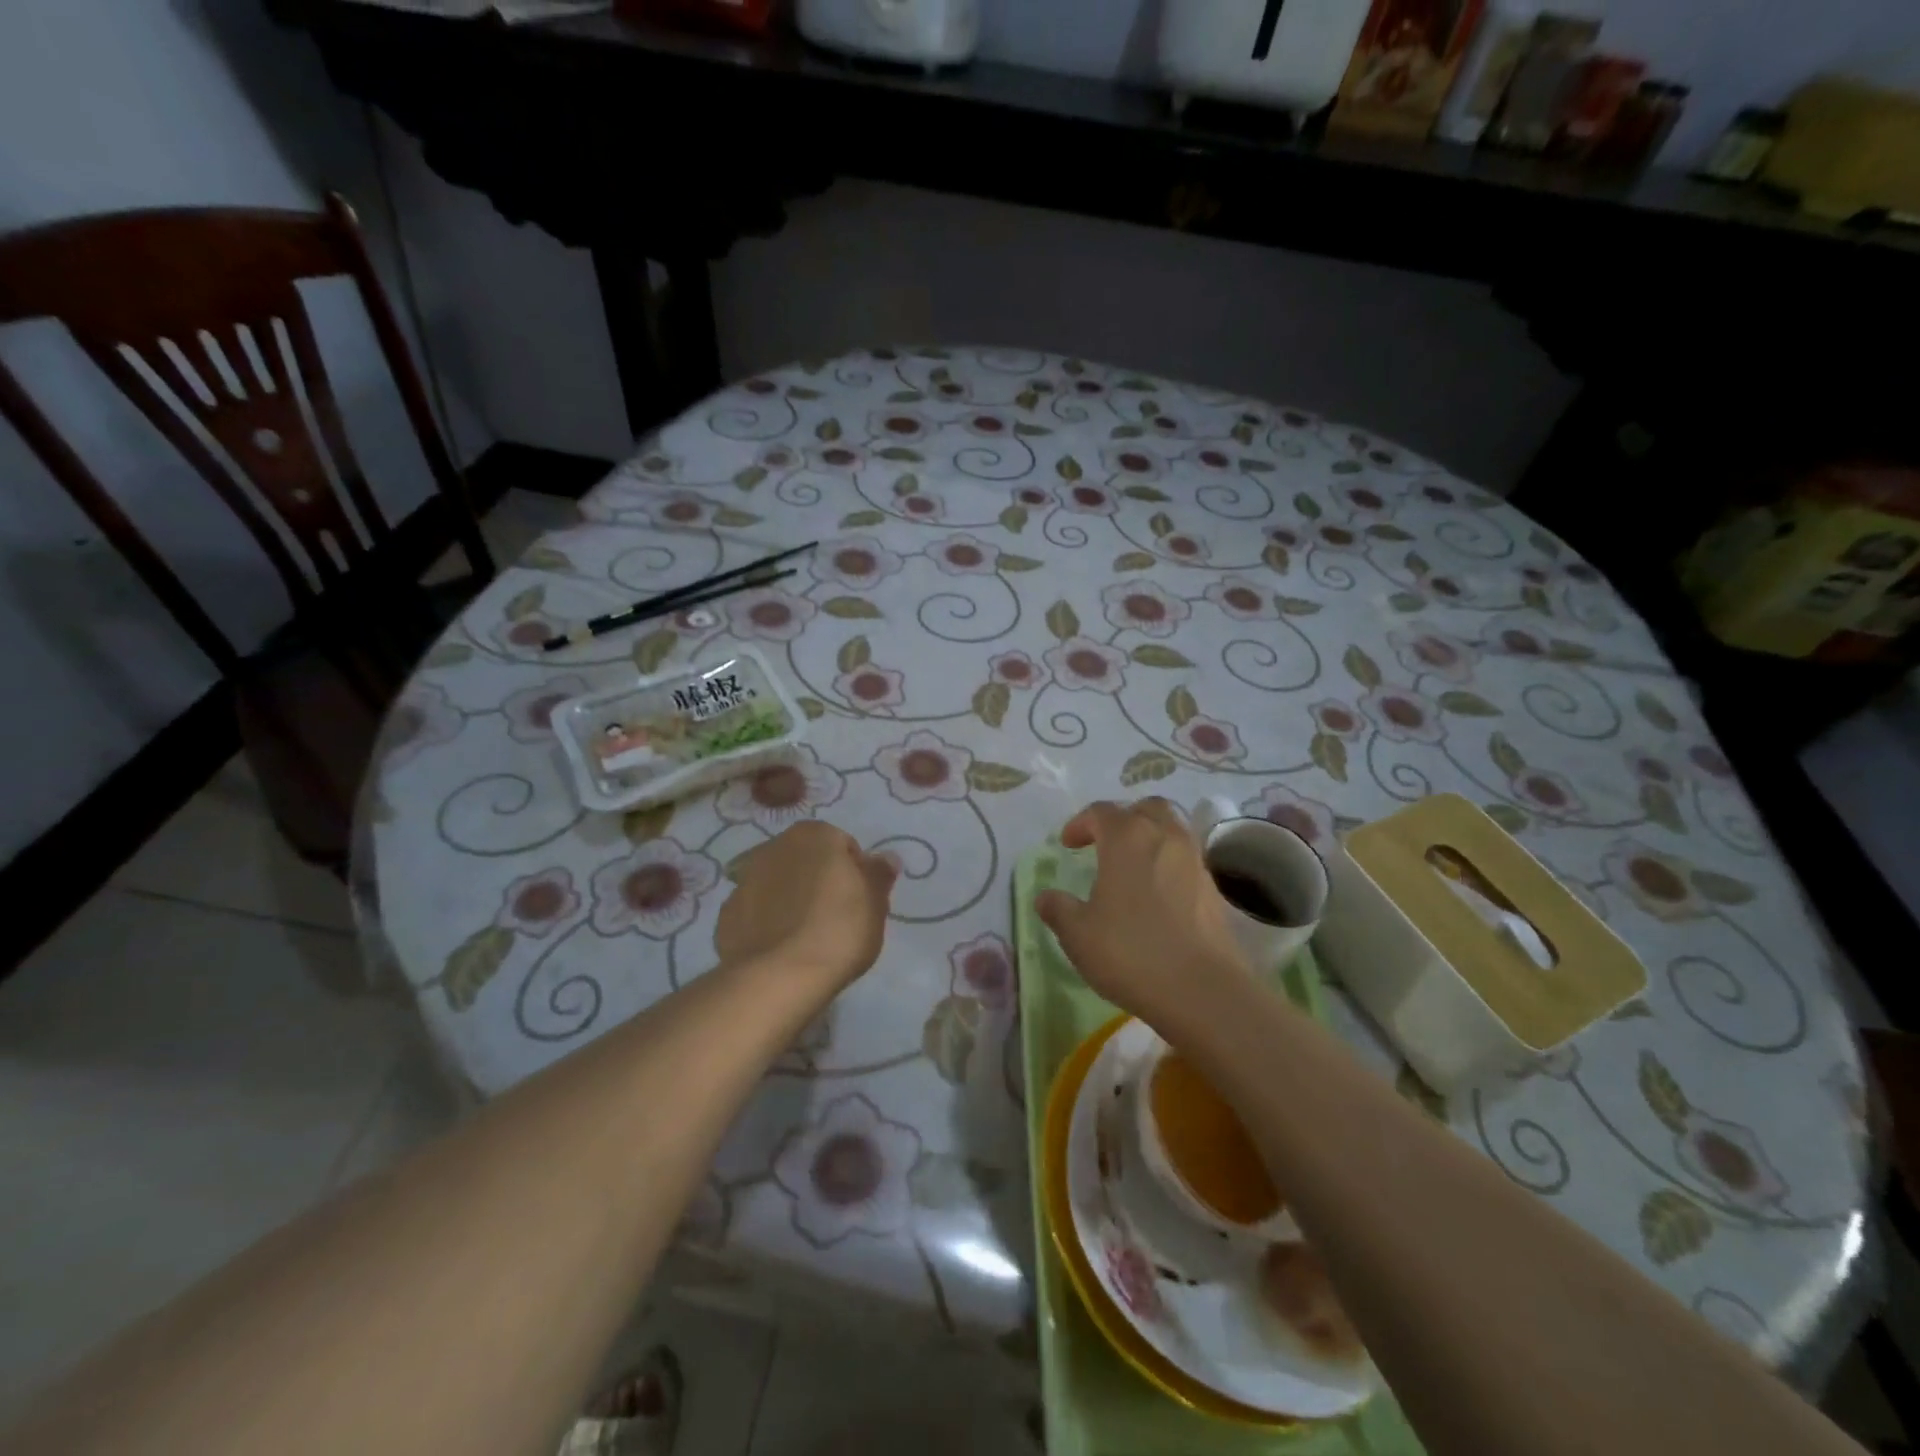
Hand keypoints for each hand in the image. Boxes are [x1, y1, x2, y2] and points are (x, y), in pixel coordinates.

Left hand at [716, 820, 897, 993]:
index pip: (843, 846)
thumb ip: (879, 874)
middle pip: (807, 861)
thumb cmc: (839, 930)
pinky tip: (780, 948)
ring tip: (806, 937)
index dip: (855, 874)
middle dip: (819, 881)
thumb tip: (885, 857)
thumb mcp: (875, 902)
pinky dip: (767, 922)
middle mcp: (775, 846)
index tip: (860, 902)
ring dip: (790, 899)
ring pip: (778, 884)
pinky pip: (756, 912)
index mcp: (814, 835)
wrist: (779, 977)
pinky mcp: (726, 914)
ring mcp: (745, 879)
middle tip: (835, 918)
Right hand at [1036, 797, 1252, 1032]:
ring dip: (1150, 837)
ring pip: (1172, 829)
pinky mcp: (1214, 888)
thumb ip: (1059, 909)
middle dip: (1123, 818)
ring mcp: (1194, 861)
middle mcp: (1164, 837)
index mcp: (1127, 838)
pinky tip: (1158, 894)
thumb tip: (1046, 897)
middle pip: (1145, 808)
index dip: (1080, 823)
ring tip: (1132, 866)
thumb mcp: (1078, 934)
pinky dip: (1169, 864)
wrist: (1203, 990)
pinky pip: (1187, 859)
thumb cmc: (1131, 952)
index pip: (1100, 812)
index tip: (1067, 845)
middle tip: (1105, 843)